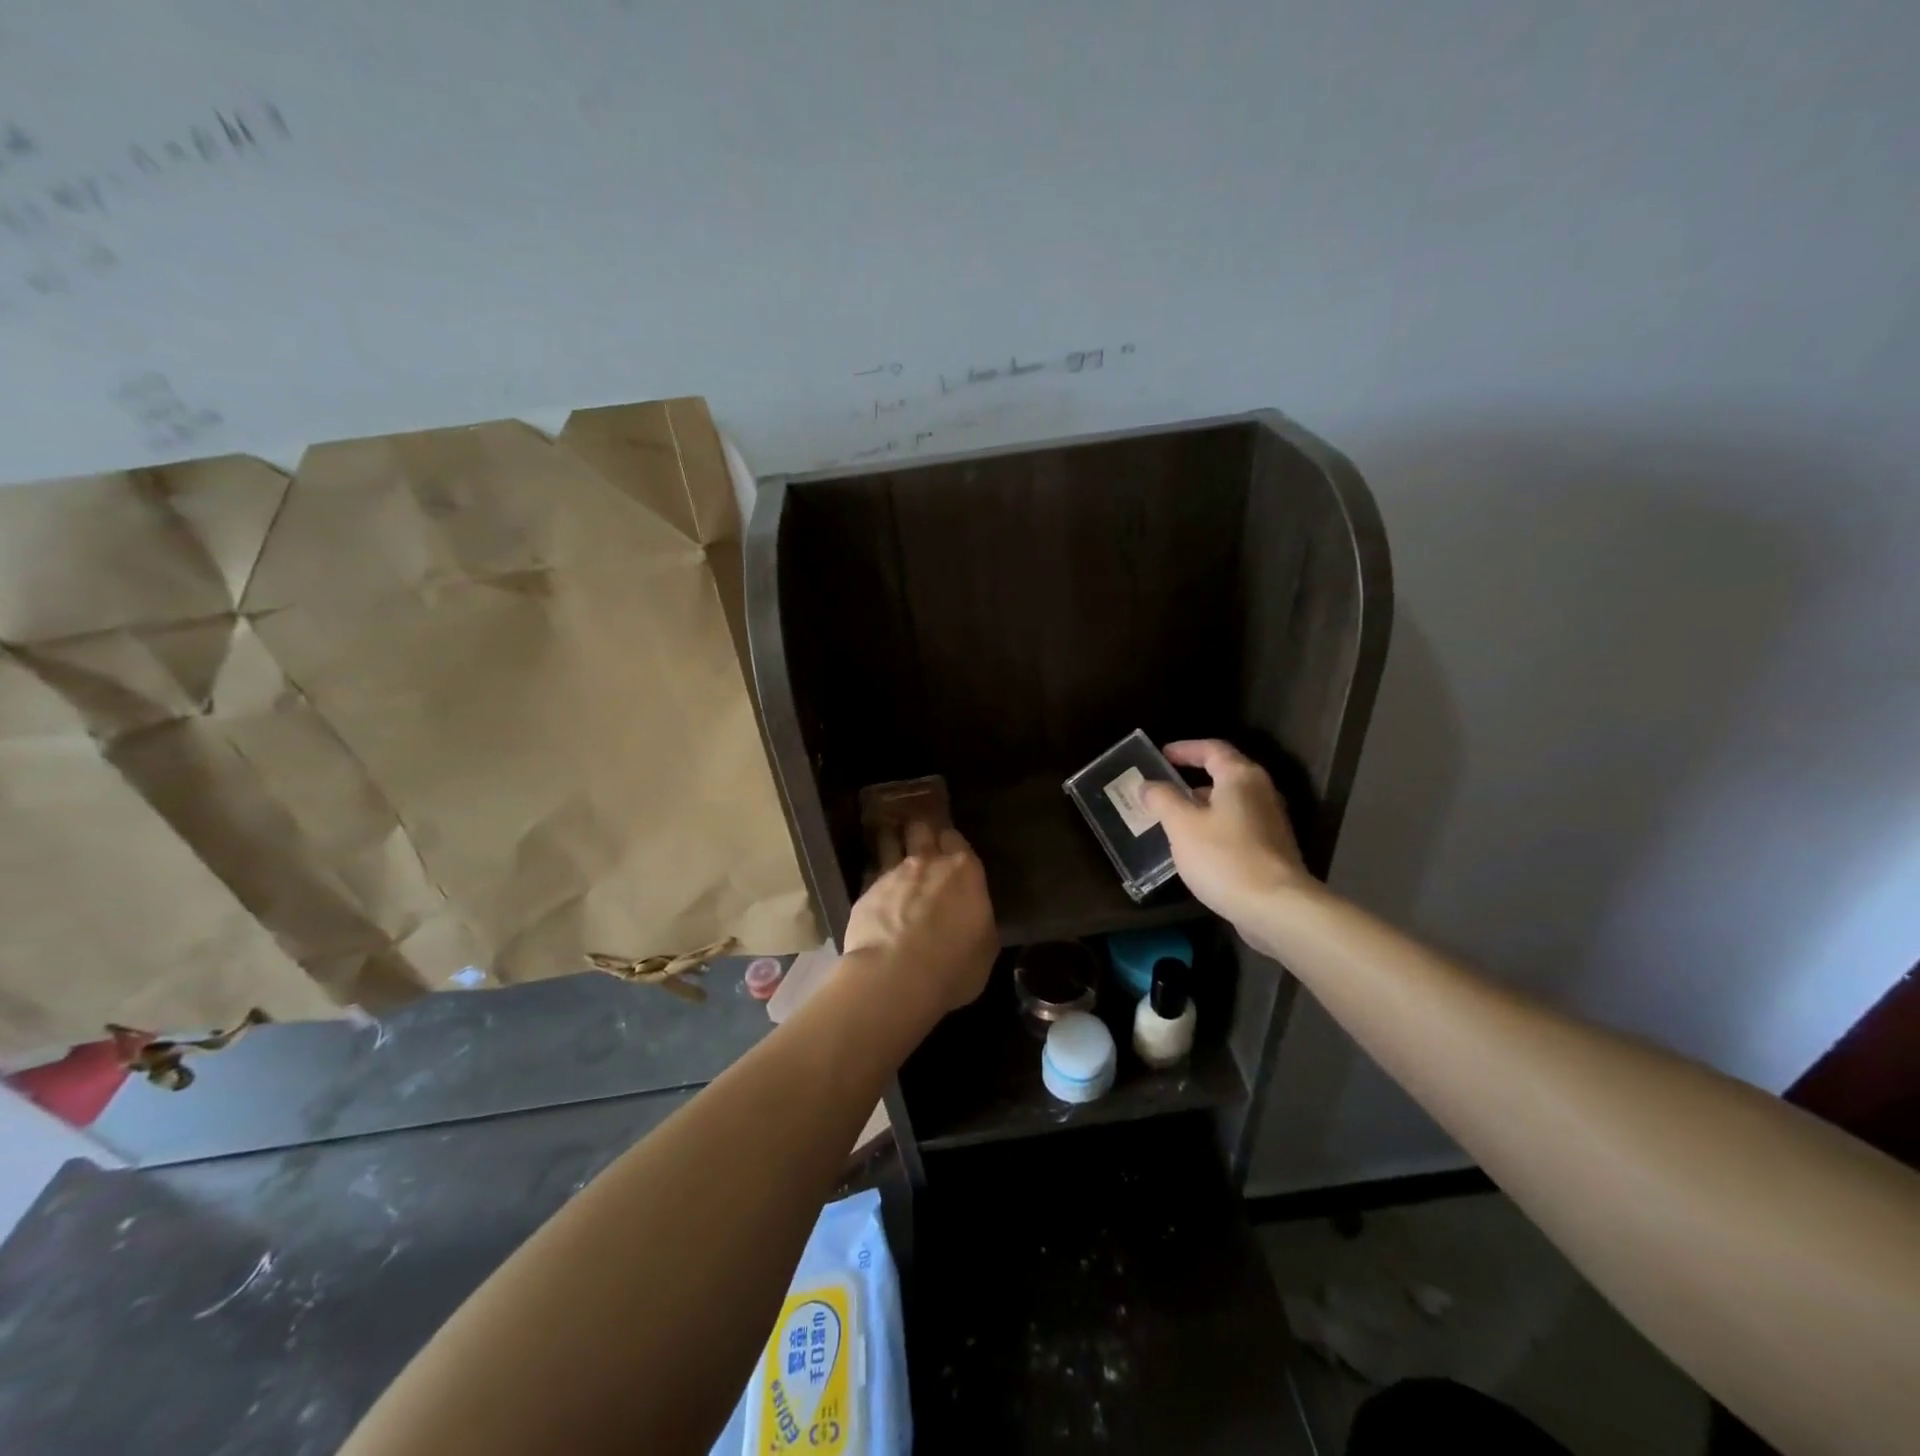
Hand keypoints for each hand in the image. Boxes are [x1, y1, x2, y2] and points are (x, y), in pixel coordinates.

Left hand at [843, 822, 996, 1016]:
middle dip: (920, 832)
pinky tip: (875, 889)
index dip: (951, 842)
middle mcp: (928, 863)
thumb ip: (977, 920)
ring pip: (890, 842)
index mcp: (964, 872)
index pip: (956, 839)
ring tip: (889, 843)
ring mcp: (892, 874)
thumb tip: (971, 916)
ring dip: (891, 842)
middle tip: (920, 839)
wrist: (896, 976)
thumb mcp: (984, 946)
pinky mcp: (865, 892)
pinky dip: (874, 878)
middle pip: (921, 830)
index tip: (949, 849)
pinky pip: (871, 874)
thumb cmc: (953, 965)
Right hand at [1140, 739, 1310, 932]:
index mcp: (1241, 777)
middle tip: (1164, 787)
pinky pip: (1238, 826)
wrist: (1276, 908)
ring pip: (1231, 803)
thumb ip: (1162, 799)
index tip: (1161, 755)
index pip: (1212, 749)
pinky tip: (1196, 847)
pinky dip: (1215, 826)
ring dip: (1203, 806)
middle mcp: (1261, 792)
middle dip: (1193, 779)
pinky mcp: (1272, 850)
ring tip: (1174, 818)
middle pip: (1225, 774)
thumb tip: (1148, 785)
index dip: (1185, 749)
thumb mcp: (1182, 825)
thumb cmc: (1224, 857)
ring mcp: (1271, 822)